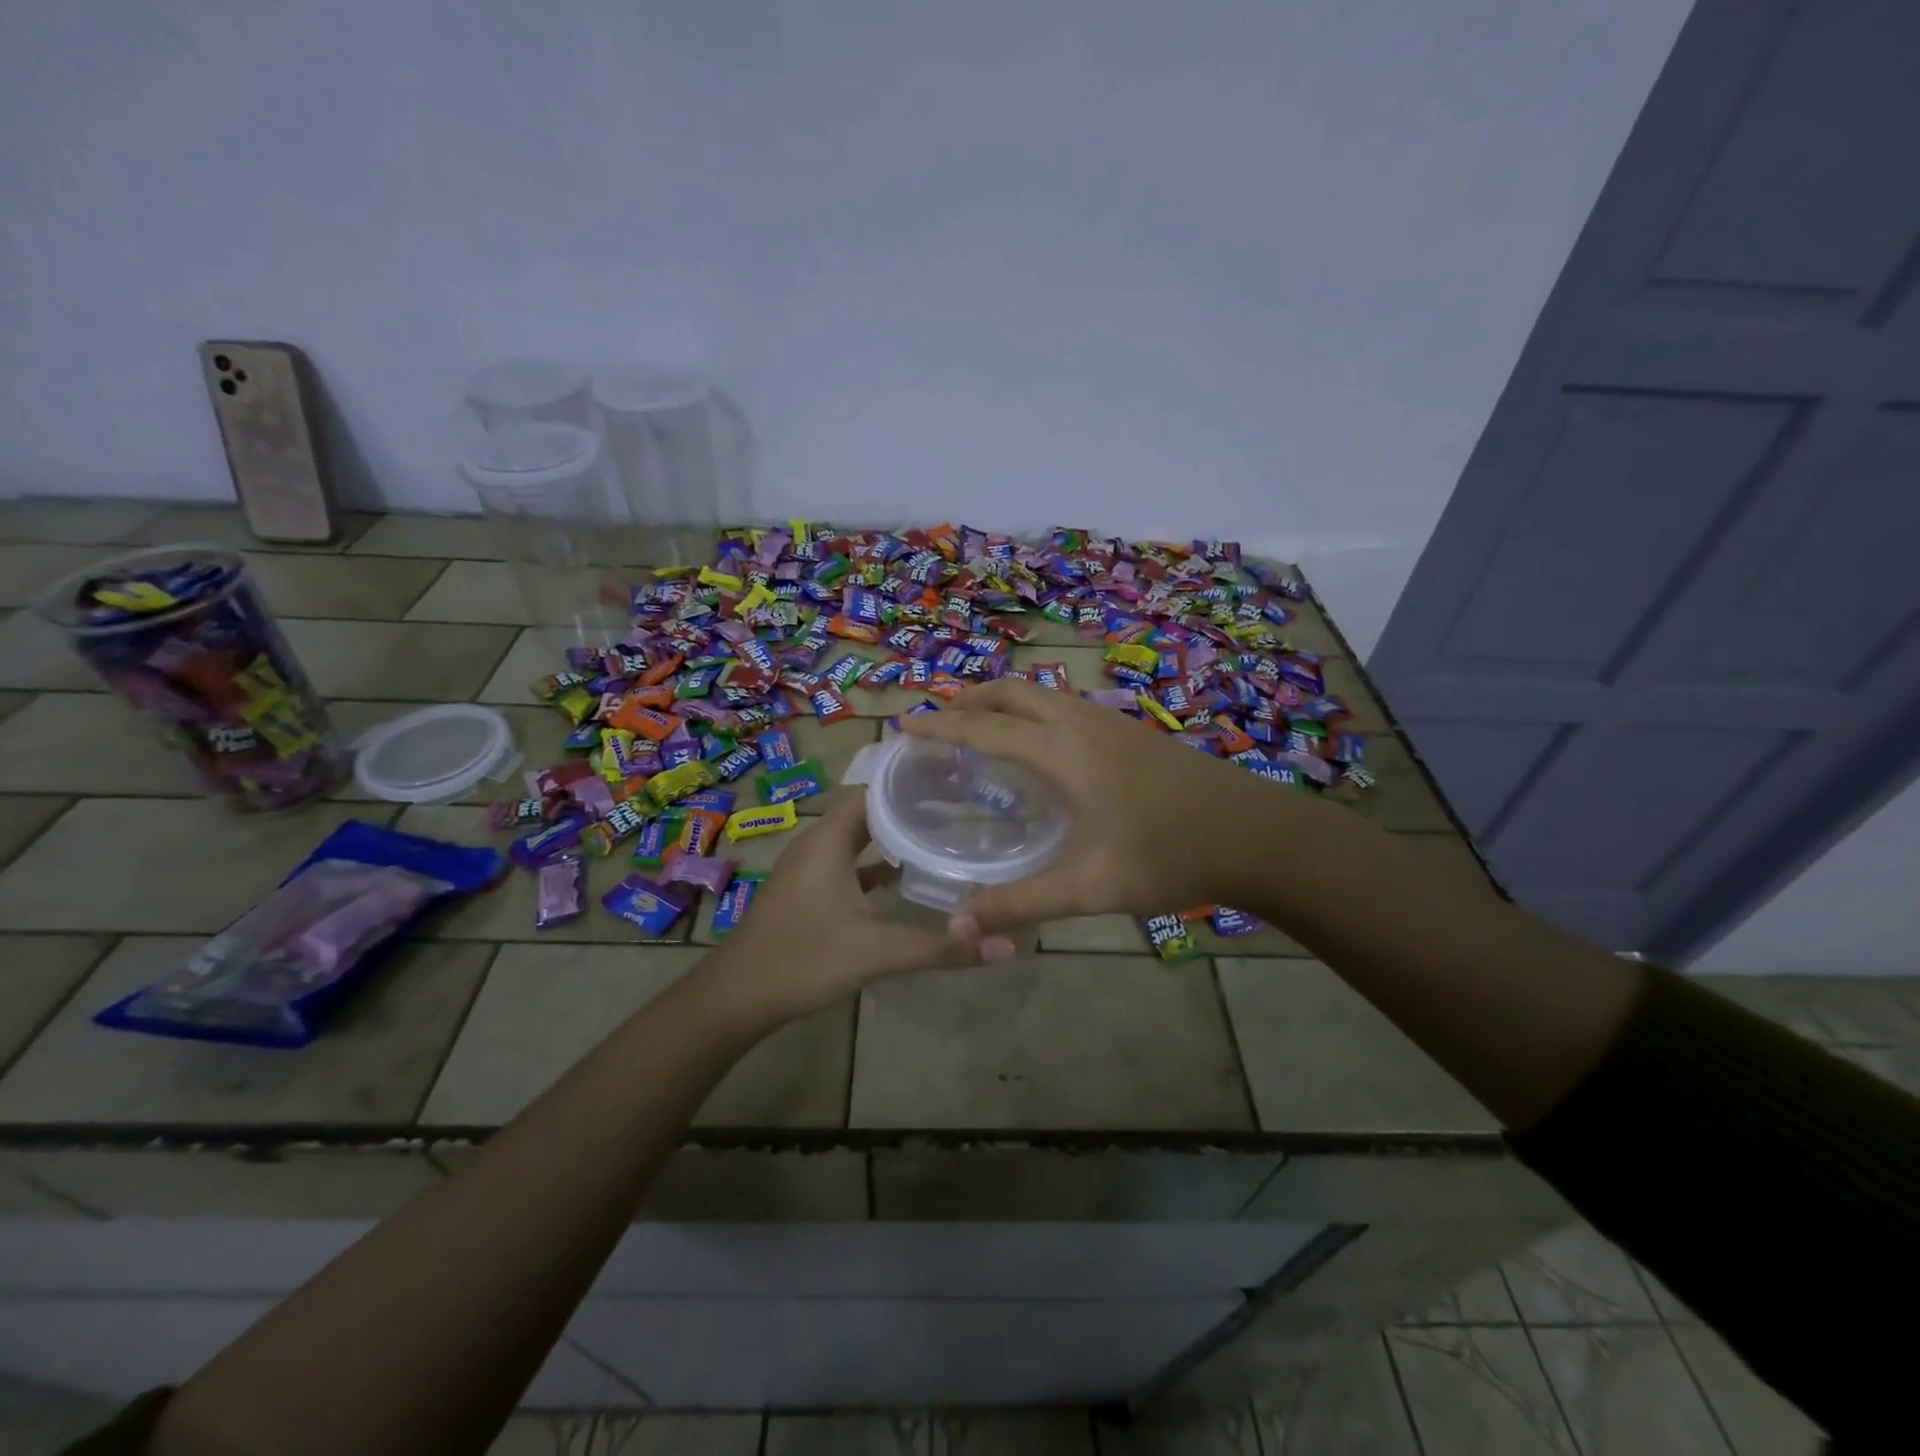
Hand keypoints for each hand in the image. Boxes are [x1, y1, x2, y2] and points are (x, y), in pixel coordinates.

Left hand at [702, 793, 1015, 1025]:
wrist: (736, 998)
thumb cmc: (802, 960)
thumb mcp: (876, 951)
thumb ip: (940, 947)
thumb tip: (1006, 945)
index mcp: (830, 839)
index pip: (875, 789)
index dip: (912, 782)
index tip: (955, 779)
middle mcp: (819, 843)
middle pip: (870, 810)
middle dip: (911, 807)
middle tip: (961, 805)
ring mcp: (811, 868)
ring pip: (860, 838)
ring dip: (895, 836)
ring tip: (943, 834)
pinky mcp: (810, 891)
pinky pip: (850, 863)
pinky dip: (878, 864)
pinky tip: (907, 878)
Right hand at [903, 677, 1290, 933]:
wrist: (1256, 834)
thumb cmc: (1169, 856)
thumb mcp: (1090, 887)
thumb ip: (1020, 904)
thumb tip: (957, 927)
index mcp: (1062, 751)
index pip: (984, 727)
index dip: (940, 725)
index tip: (904, 724)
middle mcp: (1080, 722)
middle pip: (1011, 692)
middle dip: (968, 699)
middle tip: (937, 722)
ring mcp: (1110, 720)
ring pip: (1041, 694)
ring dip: (1002, 702)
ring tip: (979, 728)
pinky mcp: (1131, 730)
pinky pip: (1064, 705)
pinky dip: (1032, 712)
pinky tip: (1039, 747)